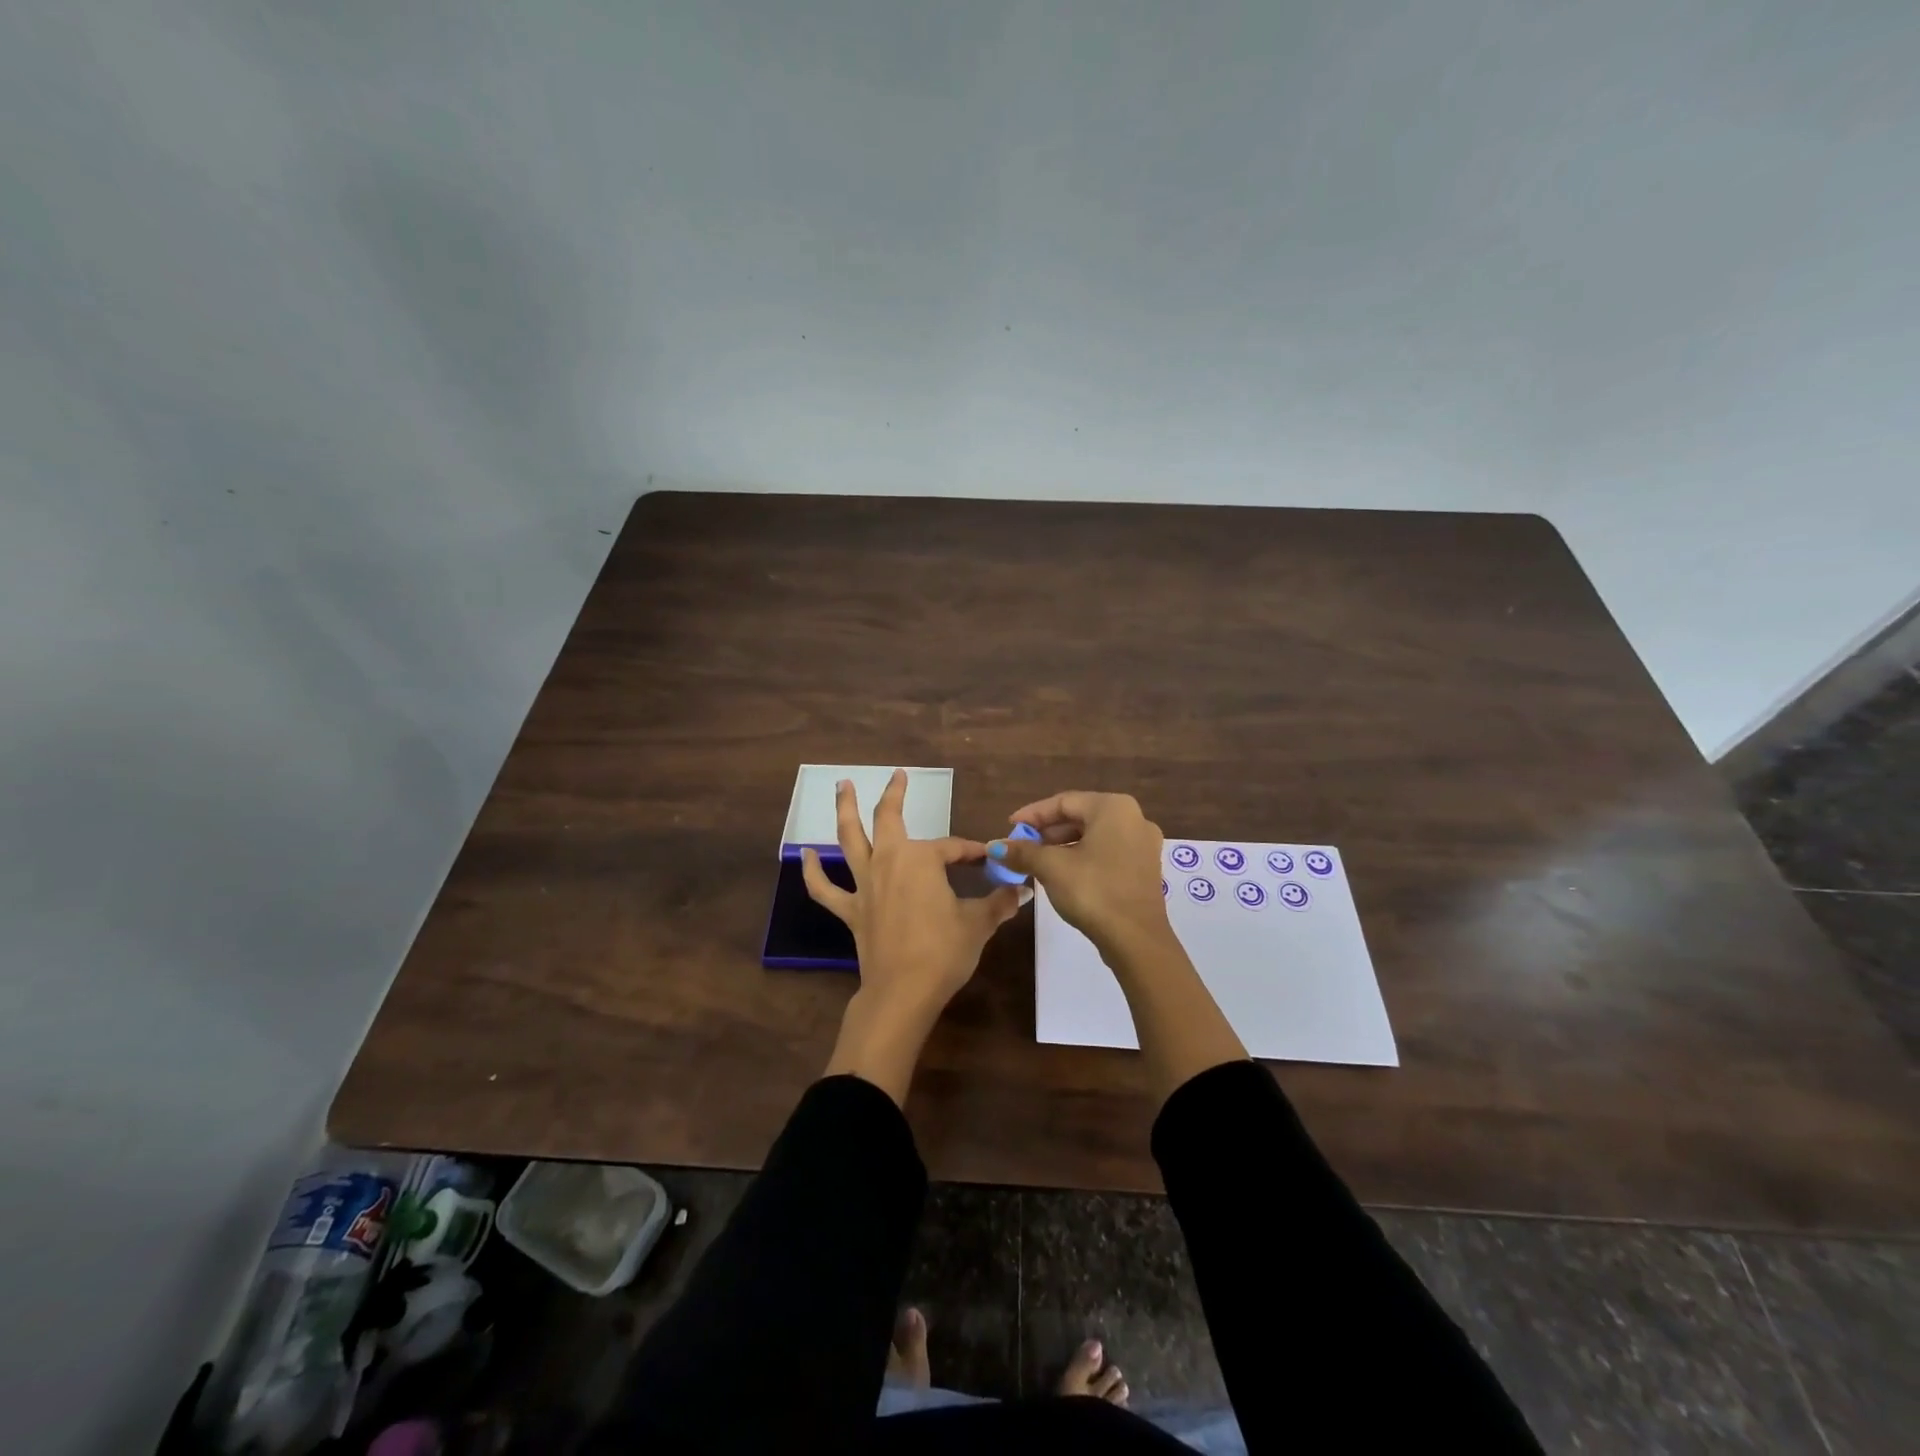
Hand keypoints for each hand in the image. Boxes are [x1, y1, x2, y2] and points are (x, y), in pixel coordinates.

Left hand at [804, 771, 1021, 1102]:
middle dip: (895, 794)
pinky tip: (804, 854)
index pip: (953, 848)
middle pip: (889, 819)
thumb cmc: (944, 952)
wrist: (903, 992)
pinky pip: (825, 888)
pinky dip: (812, 871)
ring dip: (845, 810)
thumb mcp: (979, 924)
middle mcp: (889, 861)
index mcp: (922, 860)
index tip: (988, 858)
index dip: (972, 852)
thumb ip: (999, 903)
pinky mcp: (850, 909)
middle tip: (898, 775)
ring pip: (850, 839)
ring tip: (842, 786)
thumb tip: (1022, 891)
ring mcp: (865, 884)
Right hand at [988, 791, 1171, 954]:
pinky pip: (1107, 852)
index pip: (1064, 802)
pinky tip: (1062, 873)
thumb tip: (994, 846)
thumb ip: (1022, 852)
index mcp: (1113, 807)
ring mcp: (1143, 844)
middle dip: (1047, 831)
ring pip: (1094, 835)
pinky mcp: (1145, 868)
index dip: (1033, 814)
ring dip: (1063, 845)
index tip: (1010, 827)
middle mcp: (1134, 818)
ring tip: (1036, 860)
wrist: (1136, 940)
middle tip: (1021, 845)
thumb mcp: (1051, 868)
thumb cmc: (1093, 891)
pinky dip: (1083, 857)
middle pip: (1080, 816)